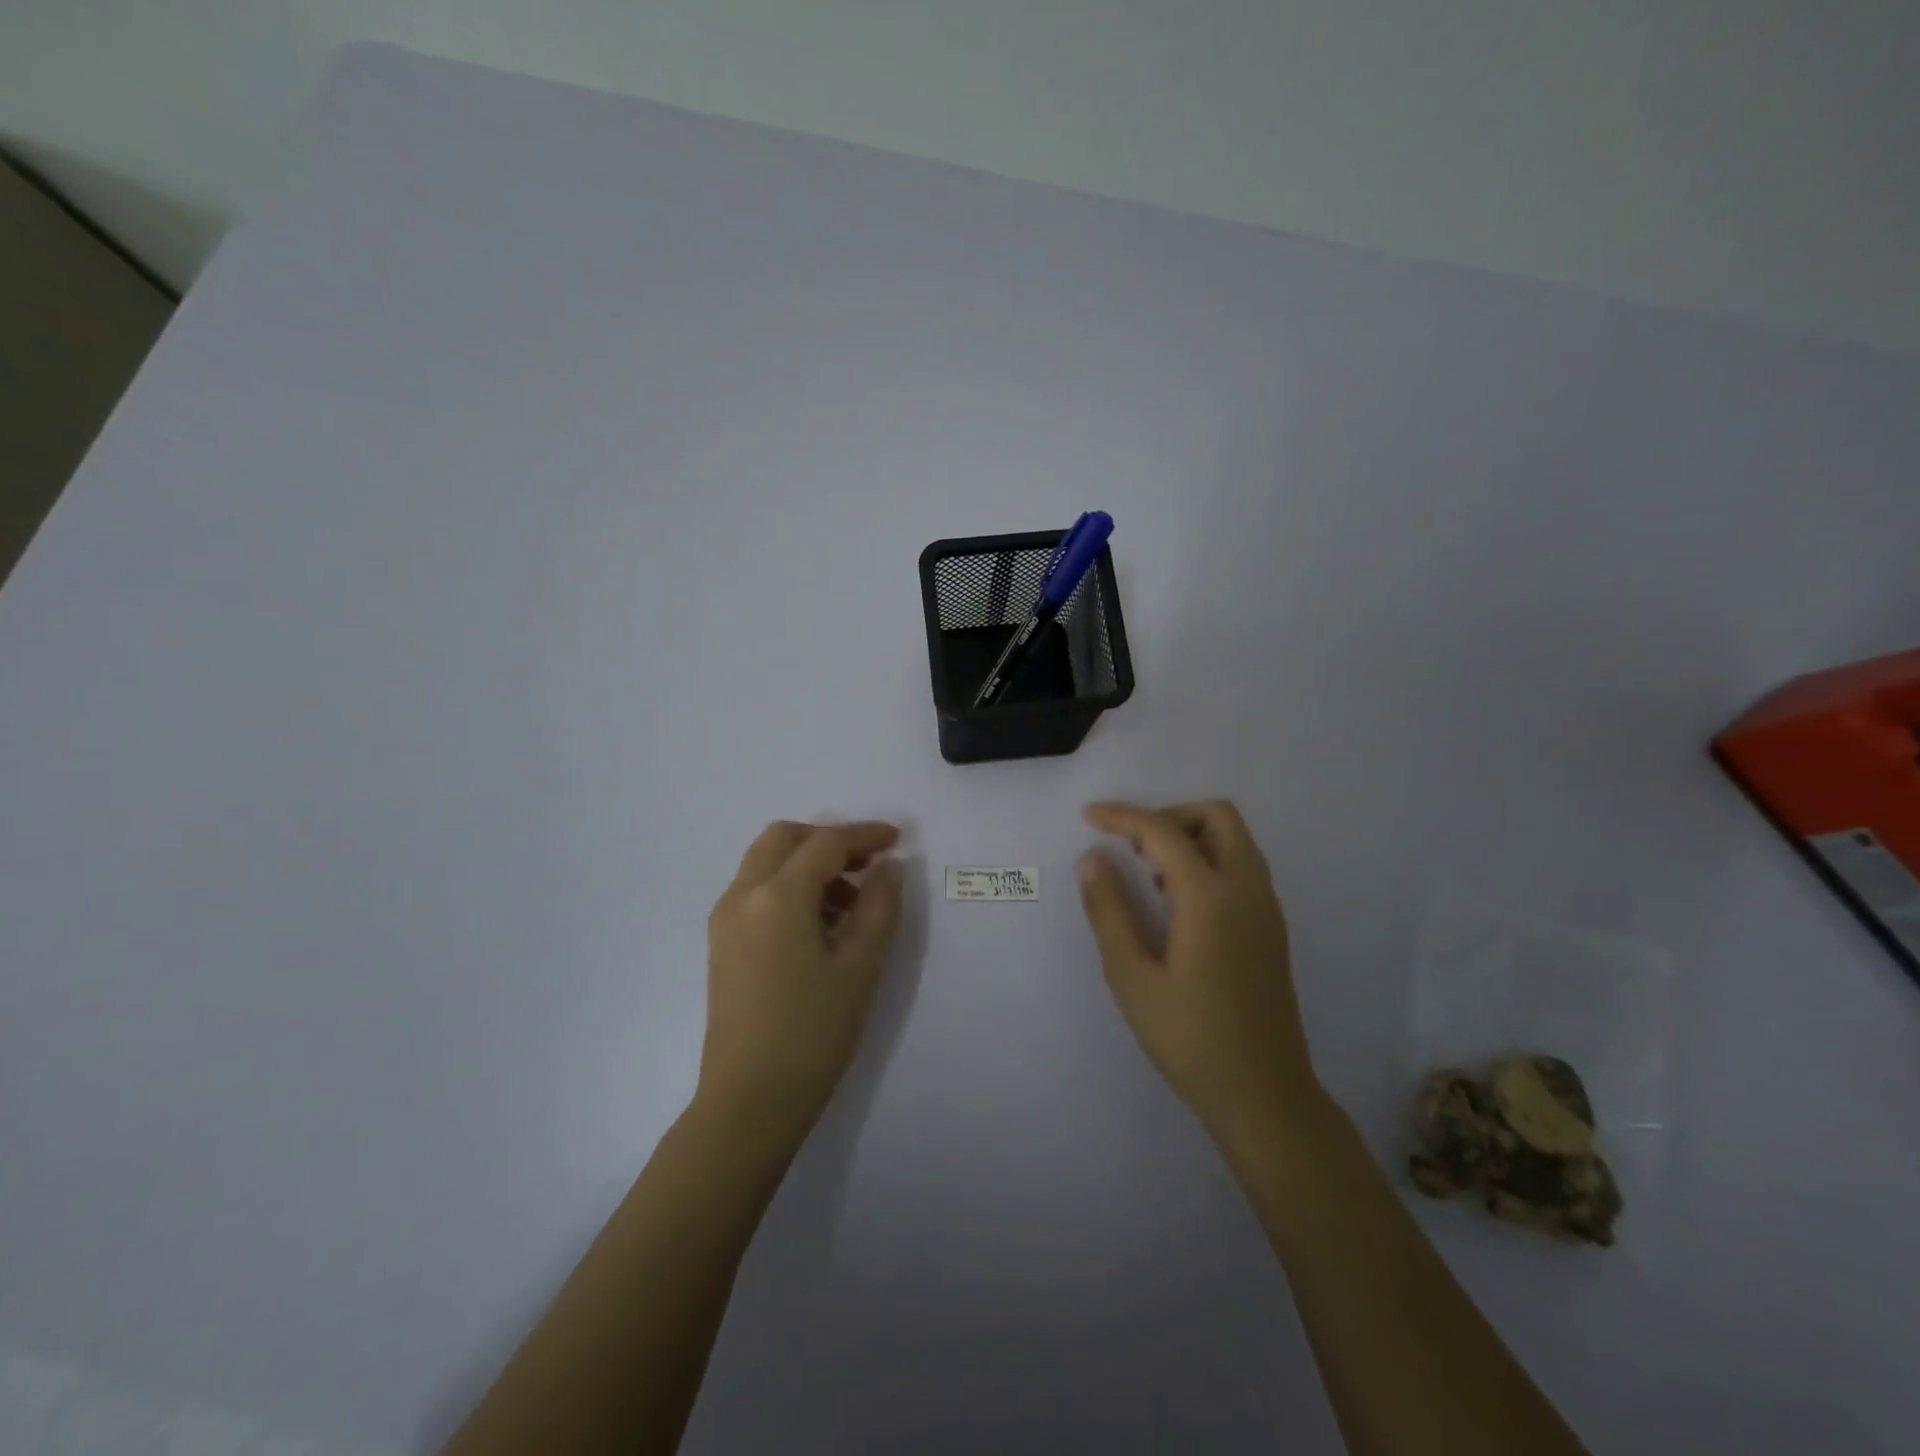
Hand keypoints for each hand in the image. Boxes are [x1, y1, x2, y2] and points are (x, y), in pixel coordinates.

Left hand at [699, 821, 904, 1139]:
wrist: (749, 1101)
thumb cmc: (813, 1032)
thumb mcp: (861, 967)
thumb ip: (880, 906)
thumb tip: (888, 867)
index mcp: (777, 896)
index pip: (826, 843)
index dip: (865, 835)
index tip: (897, 839)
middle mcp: (742, 895)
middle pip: (784, 839)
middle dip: (828, 840)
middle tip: (867, 864)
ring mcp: (725, 919)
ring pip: (766, 863)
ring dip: (808, 863)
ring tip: (850, 902)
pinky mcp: (721, 943)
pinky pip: (756, 891)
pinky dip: (788, 886)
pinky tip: (819, 924)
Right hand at [1077, 800, 1324, 1151]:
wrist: (1263, 1094)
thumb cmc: (1189, 1038)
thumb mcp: (1132, 977)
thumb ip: (1109, 911)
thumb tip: (1092, 859)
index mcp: (1211, 898)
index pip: (1164, 832)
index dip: (1123, 816)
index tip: (1089, 816)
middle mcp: (1248, 890)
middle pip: (1218, 816)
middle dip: (1169, 815)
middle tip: (1131, 845)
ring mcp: (1267, 908)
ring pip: (1235, 840)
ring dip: (1191, 836)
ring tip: (1150, 873)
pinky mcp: (1272, 928)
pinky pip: (1242, 866)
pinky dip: (1209, 859)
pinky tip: (1178, 901)